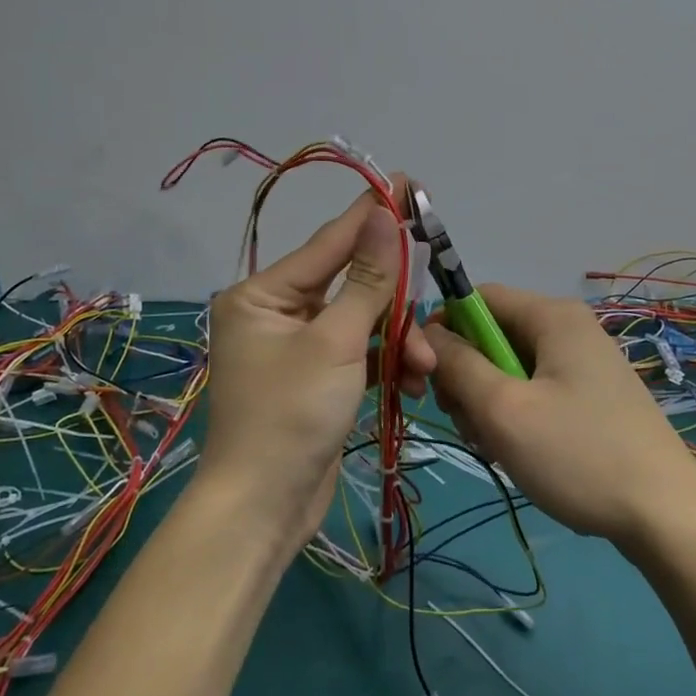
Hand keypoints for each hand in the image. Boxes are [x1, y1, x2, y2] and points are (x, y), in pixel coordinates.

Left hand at [199, 186, 436, 547]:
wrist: (264, 511)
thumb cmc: (290, 415)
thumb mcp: (335, 342)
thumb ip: (366, 279)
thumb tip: (382, 215)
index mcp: (263, 295)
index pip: (329, 243)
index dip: (371, 215)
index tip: (407, 183)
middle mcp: (276, 313)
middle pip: (350, 286)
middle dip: (393, 306)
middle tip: (431, 305)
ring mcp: (297, 347)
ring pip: (361, 322)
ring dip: (397, 341)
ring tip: (424, 366)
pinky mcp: (317, 378)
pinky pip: (359, 353)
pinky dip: (385, 364)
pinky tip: (411, 383)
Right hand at [425, 285, 695, 547]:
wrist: (667, 517)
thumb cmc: (579, 454)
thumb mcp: (504, 410)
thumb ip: (458, 365)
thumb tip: (427, 334)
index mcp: (552, 316)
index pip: (477, 298)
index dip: (443, 330)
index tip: (427, 378)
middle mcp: (569, 328)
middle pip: (493, 335)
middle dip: (468, 378)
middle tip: (468, 424)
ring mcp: (584, 363)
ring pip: (511, 368)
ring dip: (490, 404)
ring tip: (497, 448)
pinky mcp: (592, 396)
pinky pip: (536, 390)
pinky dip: (517, 416)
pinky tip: (520, 454)